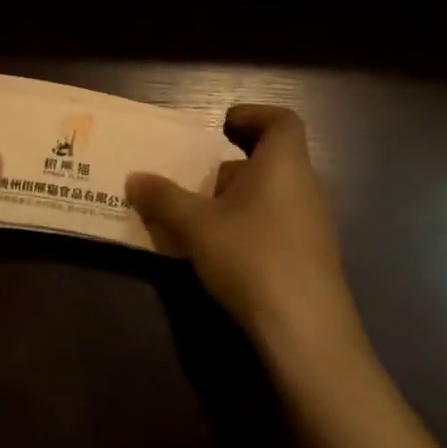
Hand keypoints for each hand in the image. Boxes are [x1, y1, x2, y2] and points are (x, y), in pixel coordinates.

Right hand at [127, 105, 363, 362]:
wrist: (307, 332)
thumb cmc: (253, 258)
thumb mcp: (197, 226)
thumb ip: (164, 198)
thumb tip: (134, 179)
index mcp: (284, 164)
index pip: (281, 121)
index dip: (253, 115)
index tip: (221, 127)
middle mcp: (305, 186)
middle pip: (270, 159)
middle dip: (230, 166)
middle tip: (195, 179)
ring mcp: (312, 224)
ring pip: (271, 194)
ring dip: (235, 199)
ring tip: (197, 218)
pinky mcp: (310, 257)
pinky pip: (276, 223)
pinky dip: (247, 224)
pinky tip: (219, 252)